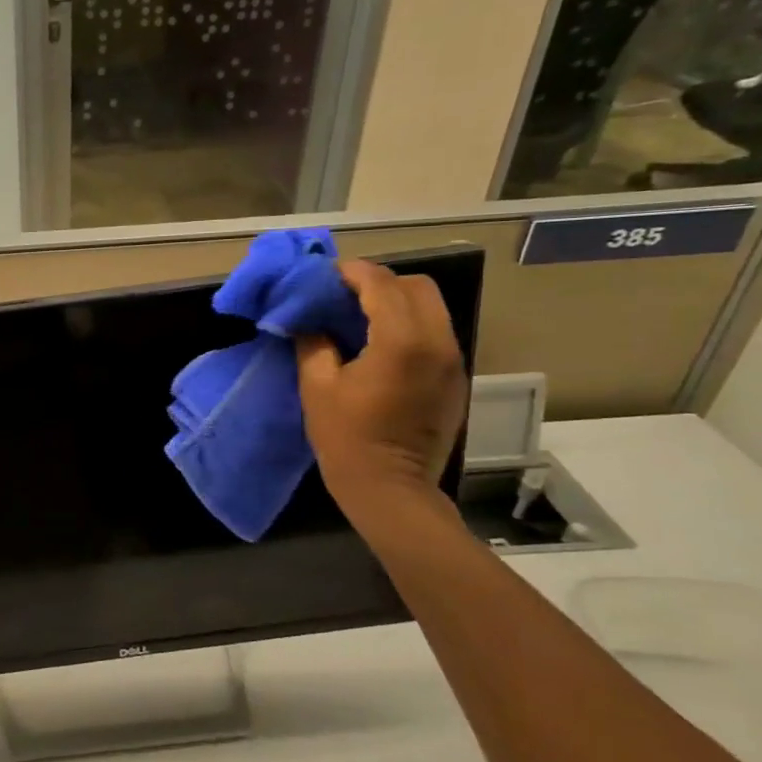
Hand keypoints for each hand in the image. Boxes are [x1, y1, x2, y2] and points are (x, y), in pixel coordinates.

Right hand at [296, 260, 466, 521]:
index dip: (352, 273)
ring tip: (360, 317)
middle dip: (381, 282)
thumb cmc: (346, 438)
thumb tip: (307, 319)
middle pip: (418, 287)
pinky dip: (409, 325)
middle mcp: (437, 342)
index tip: (325, 276)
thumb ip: (313, 342)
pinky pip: (435, 333)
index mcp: (401, 341)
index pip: (381, 284)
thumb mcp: (316, 386)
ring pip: (432, 308)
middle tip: (344, 295)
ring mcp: (452, 361)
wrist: (391, 488)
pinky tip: (380, 345)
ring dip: (397, 302)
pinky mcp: (454, 379)